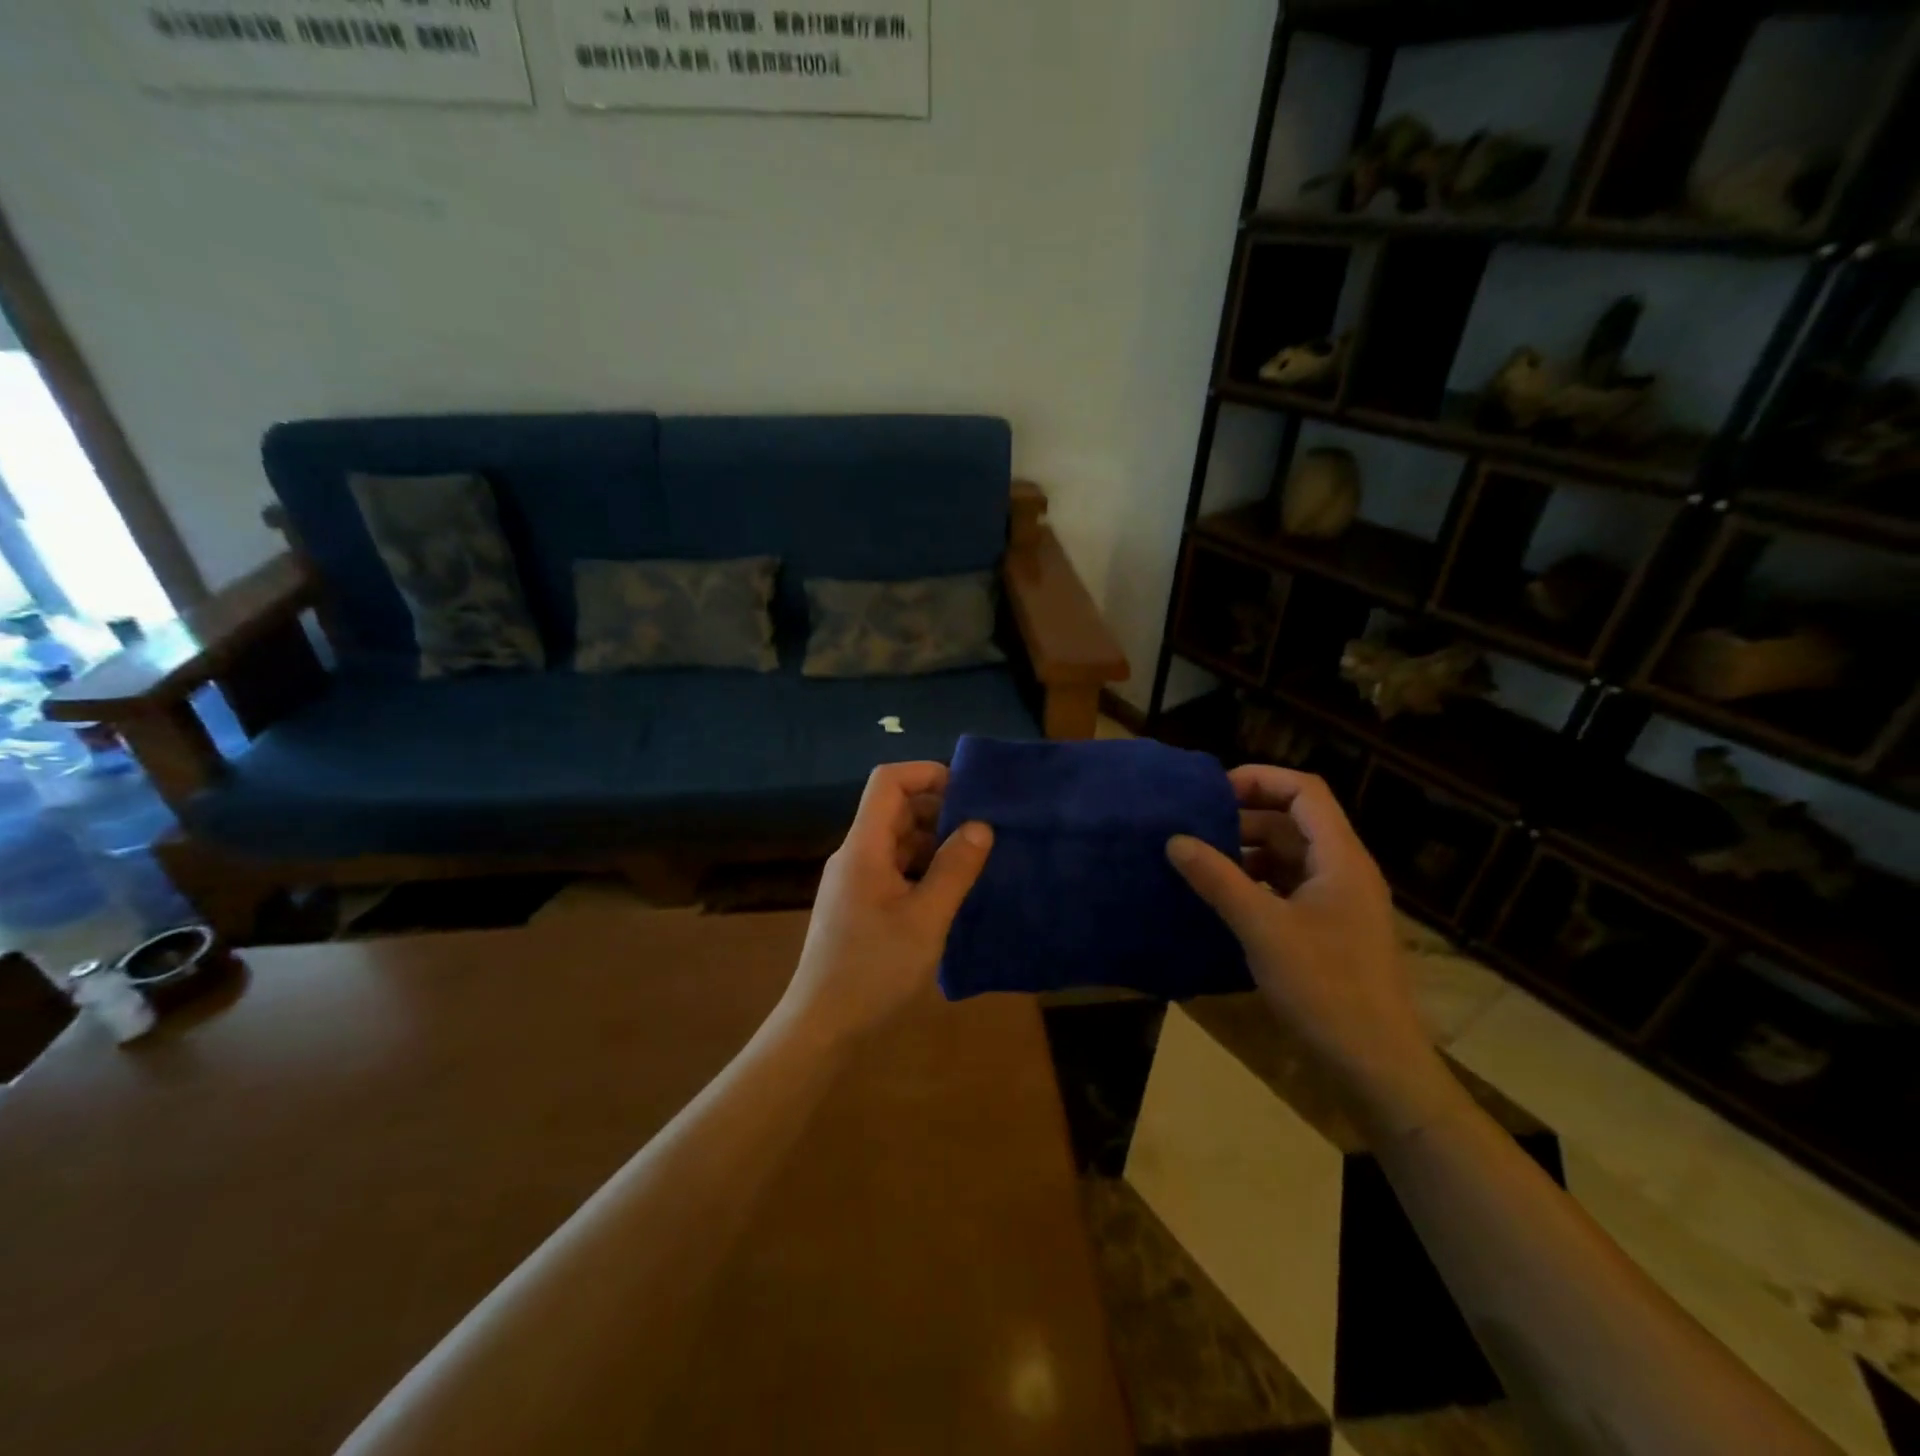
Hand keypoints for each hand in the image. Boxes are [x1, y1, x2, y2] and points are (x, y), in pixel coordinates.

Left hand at [779, 762, 992, 1044]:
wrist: (822, 1028)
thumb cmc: (874, 969)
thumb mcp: (926, 919)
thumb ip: (954, 869)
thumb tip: (980, 825)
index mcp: (863, 847)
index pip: (888, 782)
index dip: (927, 774)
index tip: (969, 791)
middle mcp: (855, 856)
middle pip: (894, 810)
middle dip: (939, 810)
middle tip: (984, 828)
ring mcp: (854, 882)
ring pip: (897, 842)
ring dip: (934, 843)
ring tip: (977, 859)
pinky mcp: (859, 907)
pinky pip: (894, 870)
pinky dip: (923, 870)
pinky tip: (951, 891)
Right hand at [1167, 766, 1459, 1138]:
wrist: (1377, 1065)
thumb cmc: (1326, 989)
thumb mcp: (1263, 930)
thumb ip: (1218, 880)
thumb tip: (1175, 840)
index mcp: (1341, 859)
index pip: (1304, 792)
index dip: (1260, 780)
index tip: (1211, 791)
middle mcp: (1343, 871)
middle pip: (1294, 821)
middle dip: (1243, 817)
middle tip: (1193, 828)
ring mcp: (1338, 903)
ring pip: (1288, 856)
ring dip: (1246, 852)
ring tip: (1199, 861)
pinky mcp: (1328, 931)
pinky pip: (1287, 888)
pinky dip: (1254, 883)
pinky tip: (1222, 899)